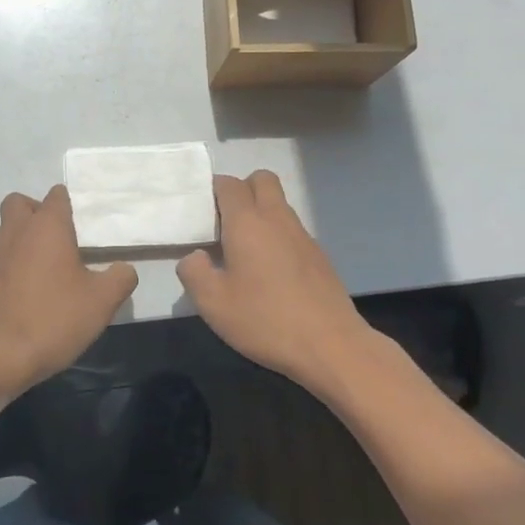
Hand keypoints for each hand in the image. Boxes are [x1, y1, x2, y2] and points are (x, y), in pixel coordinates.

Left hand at [0, 186, 137, 395]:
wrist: (2, 355)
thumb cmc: (55, 317)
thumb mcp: (103, 300)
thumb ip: (120, 278)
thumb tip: (124, 269)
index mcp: (47, 226)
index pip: (57, 195)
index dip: (71, 203)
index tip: (87, 224)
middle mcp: (19, 232)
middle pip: (21, 203)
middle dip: (38, 211)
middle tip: (62, 236)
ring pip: (10, 228)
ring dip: (27, 236)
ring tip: (53, 262)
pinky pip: (5, 256)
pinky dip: (18, 261)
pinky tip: (38, 287)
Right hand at [177, 171, 374, 393]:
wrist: (330, 345)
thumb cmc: (265, 320)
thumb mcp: (212, 303)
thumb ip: (193, 271)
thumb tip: (195, 256)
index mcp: (247, 222)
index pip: (229, 184)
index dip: (213, 190)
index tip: (202, 213)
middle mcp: (277, 218)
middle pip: (261, 179)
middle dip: (242, 189)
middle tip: (225, 223)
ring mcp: (302, 235)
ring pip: (279, 203)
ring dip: (261, 212)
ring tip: (245, 250)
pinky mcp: (319, 255)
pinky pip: (292, 229)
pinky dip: (277, 235)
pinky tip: (271, 272)